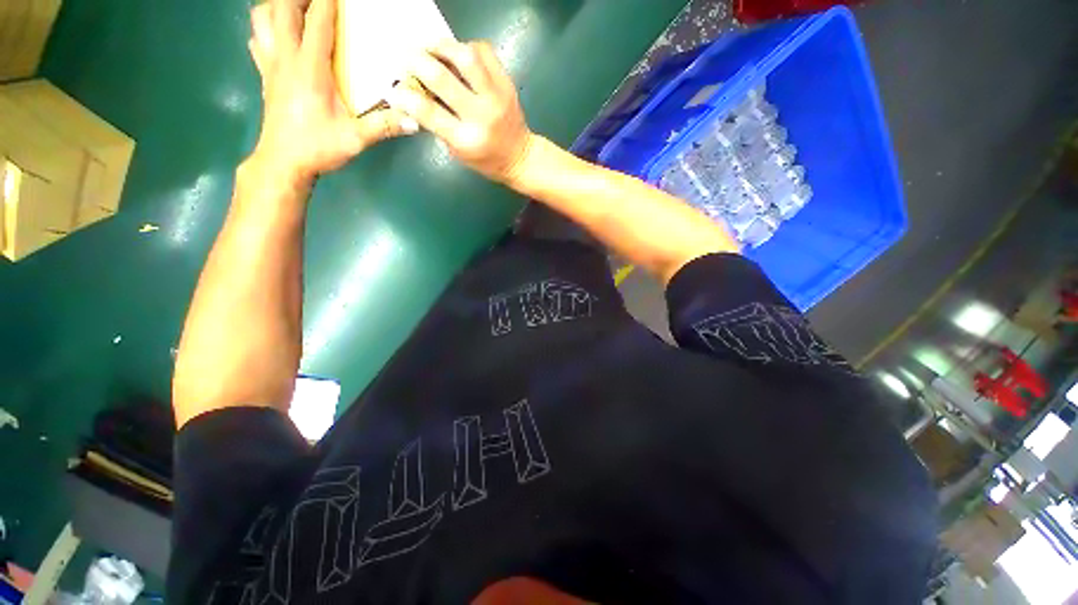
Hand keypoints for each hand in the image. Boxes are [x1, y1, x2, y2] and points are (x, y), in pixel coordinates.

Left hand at [248, 0, 417, 185]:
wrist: (283, 162)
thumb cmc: (318, 148)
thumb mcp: (355, 140)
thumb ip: (384, 127)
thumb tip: (414, 120)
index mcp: (310, 69)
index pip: (317, 22)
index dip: (327, 1)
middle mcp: (286, 58)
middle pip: (281, 8)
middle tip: (319, 0)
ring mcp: (271, 65)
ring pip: (262, 19)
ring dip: (276, 6)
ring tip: (296, 8)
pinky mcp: (265, 75)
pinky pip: (257, 40)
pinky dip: (266, 28)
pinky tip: (279, 34)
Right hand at [386, 40, 534, 183]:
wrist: (520, 157)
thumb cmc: (485, 160)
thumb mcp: (457, 152)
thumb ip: (437, 124)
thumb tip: (414, 94)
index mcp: (466, 140)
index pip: (428, 112)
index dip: (404, 95)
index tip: (395, 87)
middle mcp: (481, 116)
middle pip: (442, 77)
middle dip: (416, 62)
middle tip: (406, 58)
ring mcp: (497, 97)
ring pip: (466, 57)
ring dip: (442, 46)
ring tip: (430, 49)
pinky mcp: (507, 84)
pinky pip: (484, 52)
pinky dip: (466, 47)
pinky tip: (457, 55)